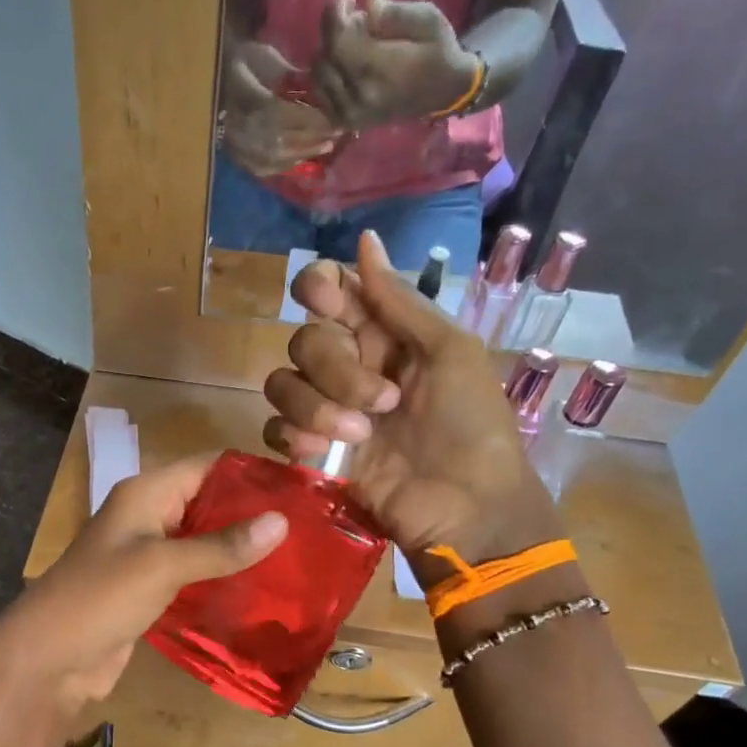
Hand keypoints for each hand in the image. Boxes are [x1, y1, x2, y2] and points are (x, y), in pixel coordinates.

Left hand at [0, 456, 286, 724]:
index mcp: (146, 493)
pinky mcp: (151, 588)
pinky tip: (259, 588)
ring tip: (294, 557)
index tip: (301, 487)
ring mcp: (148, 554)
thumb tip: (282, 521)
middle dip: (252, 513)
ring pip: (203, 540)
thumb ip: (222, 545)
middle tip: (308, 528)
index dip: (250, 471)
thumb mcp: (163, 566)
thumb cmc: (101, 598)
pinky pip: (194, 573)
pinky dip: (222, 576)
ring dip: (240, 548)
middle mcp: (148, 516)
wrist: (49, 659)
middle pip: (208, 502)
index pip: (207, 465)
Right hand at [219, 40, 339, 176]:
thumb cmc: (242, 62)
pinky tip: (301, 157)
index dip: (313, 120)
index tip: (336, 118)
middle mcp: (244, 129)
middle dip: (314, 138)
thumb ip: (291, 76)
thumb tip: (320, 91)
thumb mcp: (266, 57)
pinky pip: (266, 168)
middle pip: (286, 140)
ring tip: (325, 147)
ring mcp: (240, 147)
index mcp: (250, 100)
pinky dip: (287, 164)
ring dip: (305, 153)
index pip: (287, 116)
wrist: (212, 80)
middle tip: (337, 135)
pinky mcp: (238, 158)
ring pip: (278, 157)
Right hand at [262, 230, 561, 567]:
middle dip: (337, 370)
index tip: (326, 301)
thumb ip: (400, 301)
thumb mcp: (450, 352)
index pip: (331, 292)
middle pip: (305, 340)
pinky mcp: (313, 452)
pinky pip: (275, 428)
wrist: (466, 506)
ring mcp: (327, 410)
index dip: (319, 288)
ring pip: (282, 384)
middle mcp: (349, 366)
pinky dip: (295, 436)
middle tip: (384, 401)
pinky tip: (325, 454)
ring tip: (359, 437)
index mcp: (384, 336)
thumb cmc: (471, 425)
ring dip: (317, 407)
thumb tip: (365, 240)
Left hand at [313, 0, 482, 129]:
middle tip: (351, 17)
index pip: (337, 43)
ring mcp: (350, 114)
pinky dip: (326, 76)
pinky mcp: (347, 122)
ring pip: (318, 77)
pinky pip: (321, 96)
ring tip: (348, 40)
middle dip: (332, 31)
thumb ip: (393, 13)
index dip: (334, 16)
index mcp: (379, 71)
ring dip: (327, 53)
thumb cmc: (438, 51)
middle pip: (324, 58)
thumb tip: (366, 1)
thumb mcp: (426, 20)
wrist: (445, 93)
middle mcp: (358, 97)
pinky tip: (341, 63)